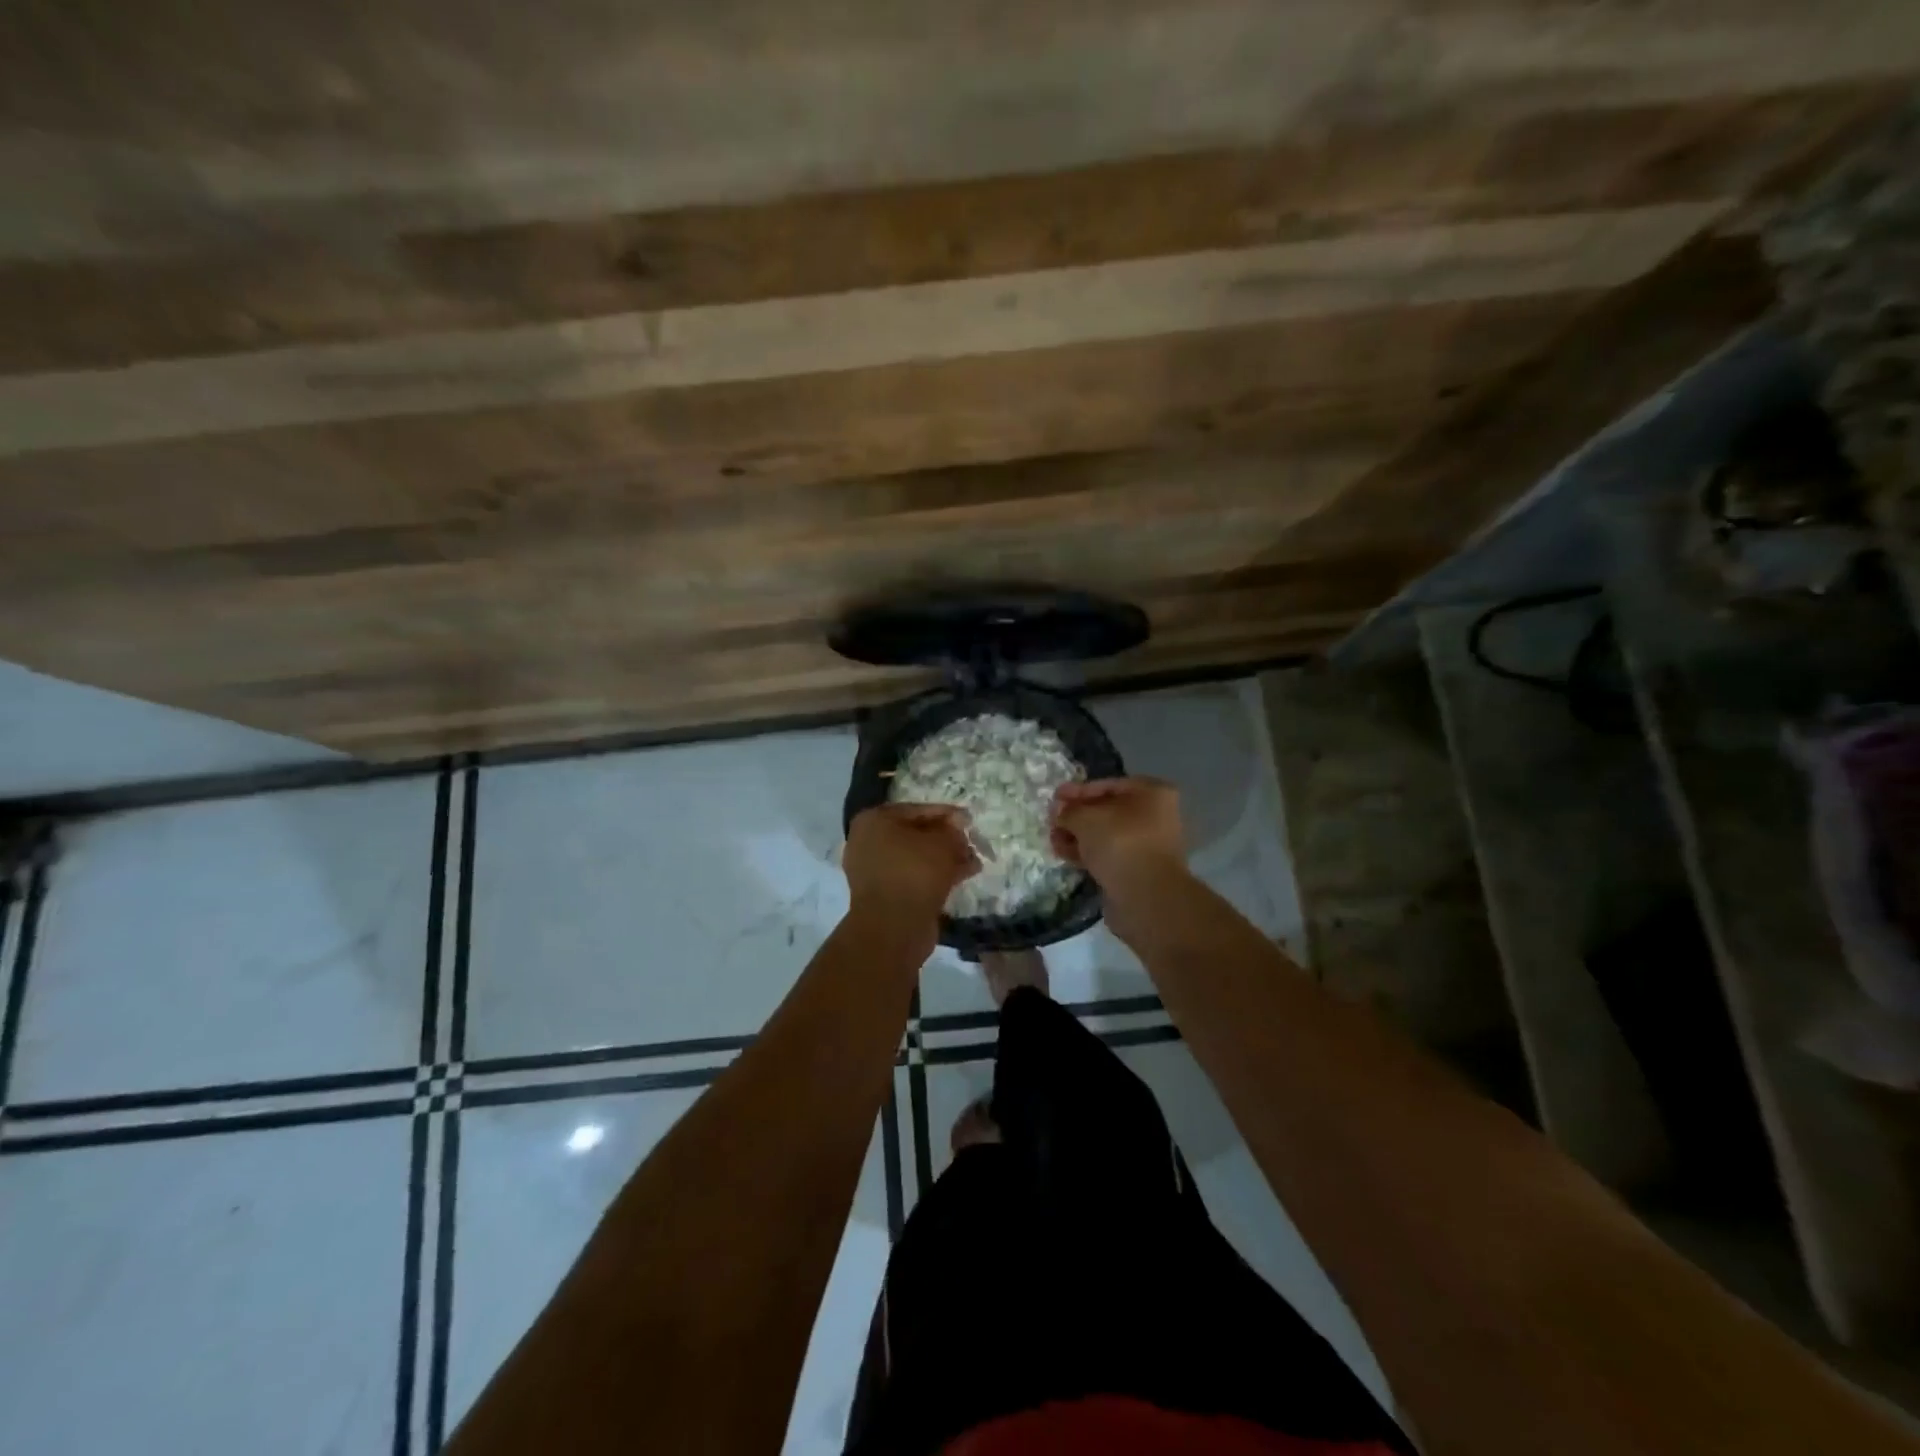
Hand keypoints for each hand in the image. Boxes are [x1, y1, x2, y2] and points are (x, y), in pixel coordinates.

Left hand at [843, 803, 981, 928]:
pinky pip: (913, 877)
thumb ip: (953, 831)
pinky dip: (936, 876)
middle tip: (972, 842)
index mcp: (873, 820)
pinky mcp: (884, 895)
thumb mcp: (942, 843)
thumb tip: (957, 828)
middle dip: (946, 839)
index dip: (947, 814)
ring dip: (944, 859)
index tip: (969, 820)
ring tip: (974, 861)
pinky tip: (963, 876)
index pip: (916, 810)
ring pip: (916, 858)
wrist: (894, 927)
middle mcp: (868, 842)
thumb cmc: (915, 872)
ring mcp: (873, 870)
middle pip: (915, 834)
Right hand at [1051, 777, 1188, 898]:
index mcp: (1152, 793)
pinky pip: (1108, 854)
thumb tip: (1059, 812)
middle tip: (1052, 820)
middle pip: (1107, 810)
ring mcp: (1148, 844)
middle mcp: (1155, 815)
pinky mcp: (1138, 869)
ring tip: (1053, 839)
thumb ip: (1068, 811)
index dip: (1077, 791)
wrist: (1146, 896)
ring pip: (1106, 834)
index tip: (1054, 797)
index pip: (1108, 785)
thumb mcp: (1086, 818)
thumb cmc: (1120, 842)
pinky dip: (1088, 852)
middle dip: (1077, 816)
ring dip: (1078, 835)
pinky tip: (1065, 854)